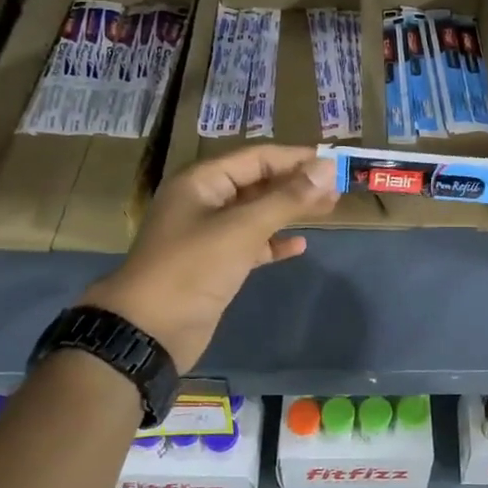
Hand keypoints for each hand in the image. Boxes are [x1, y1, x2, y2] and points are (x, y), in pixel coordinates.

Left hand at [81, 145, 338, 368]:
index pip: (256, 158)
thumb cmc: (192, 268)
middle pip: (258, 183)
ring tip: (328, 209)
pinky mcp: (215, 264)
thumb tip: (326, 169)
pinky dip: (273, 243)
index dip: (295, 158)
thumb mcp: (242, 229)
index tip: (333, 162)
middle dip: (296, 184)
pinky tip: (299, 246)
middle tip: (337, 187)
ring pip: (256, 213)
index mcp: (202, 182)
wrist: (149, 330)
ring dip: (289, 211)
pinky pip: (251, 244)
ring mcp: (208, 234)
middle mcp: (204, 201)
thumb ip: (286, 199)